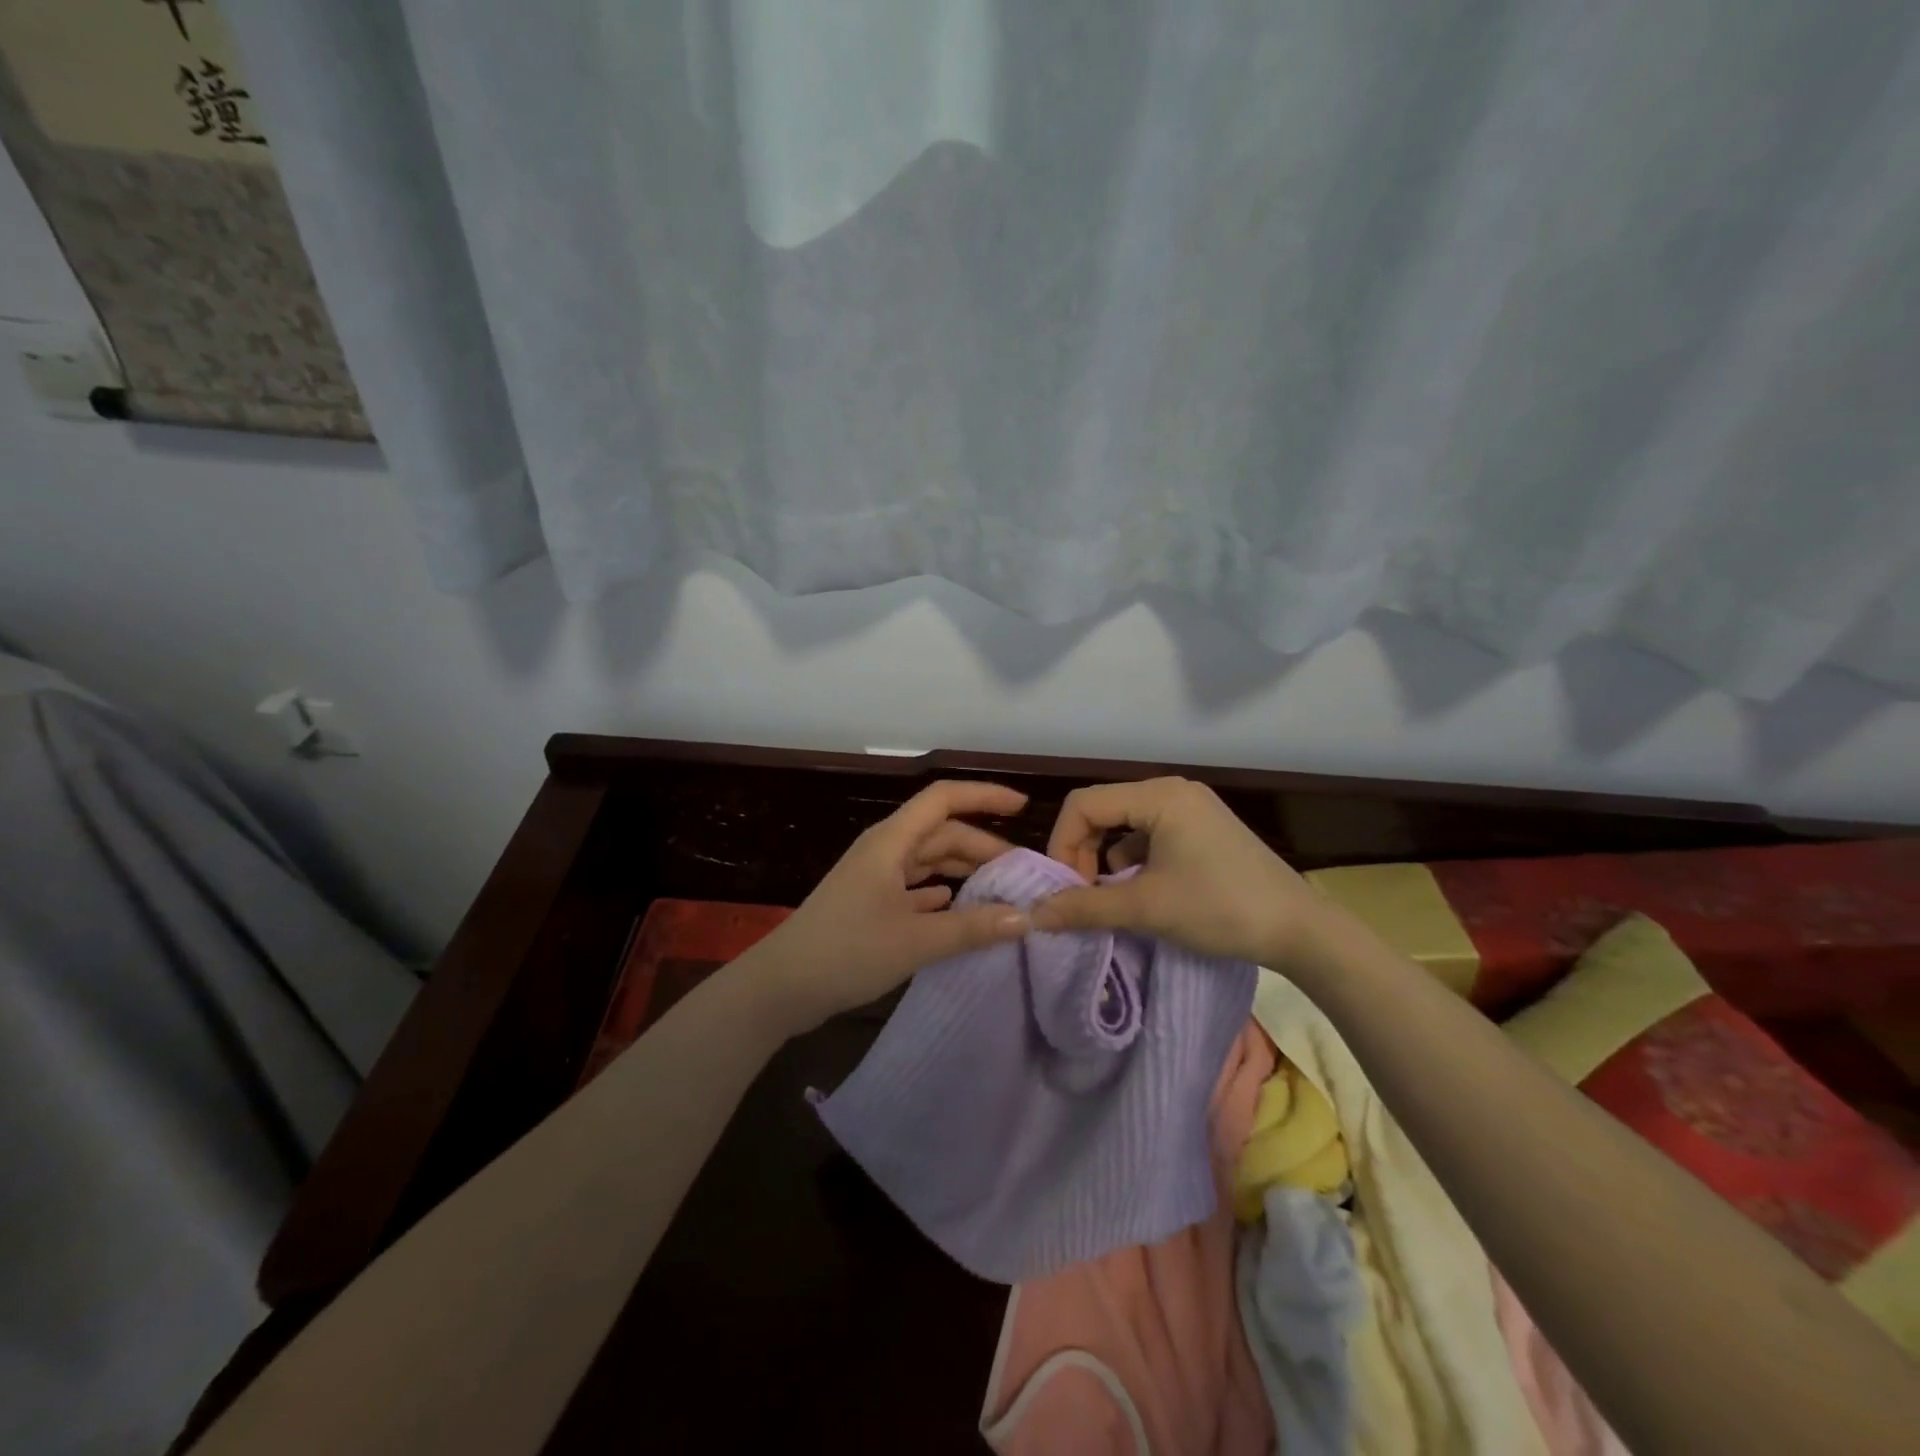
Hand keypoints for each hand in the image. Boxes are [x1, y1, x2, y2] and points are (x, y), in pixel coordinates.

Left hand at [745, 780, 1033, 1033]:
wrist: (781, 987)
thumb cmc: (847, 951)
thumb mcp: (916, 941)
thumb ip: (972, 927)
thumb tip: (1026, 918)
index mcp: (892, 841)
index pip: (944, 798)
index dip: (984, 796)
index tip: (1023, 807)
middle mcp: (884, 850)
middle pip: (941, 832)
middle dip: (982, 846)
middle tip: (1022, 873)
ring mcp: (874, 876)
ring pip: (928, 859)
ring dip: (962, 869)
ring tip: (1000, 889)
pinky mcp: (869, 902)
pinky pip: (914, 885)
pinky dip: (939, 891)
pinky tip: (957, 906)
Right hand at [1031, 778, 1323, 965]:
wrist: (1300, 931)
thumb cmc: (1220, 908)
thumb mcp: (1146, 908)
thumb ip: (1084, 907)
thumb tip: (1031, 915)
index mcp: (1159, 796)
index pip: (1084, 804)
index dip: (1062, 844)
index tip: (1064, 888)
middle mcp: (1173, 791)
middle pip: (1103, 811)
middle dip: (1083, 852)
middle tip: (1083, 895)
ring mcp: (1191, 809)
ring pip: (1126, 825)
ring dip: (1107, 859)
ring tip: (1111, 899)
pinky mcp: (1202, 830)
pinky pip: (1151, 836)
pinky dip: (1134, 862)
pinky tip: (1141, 893)